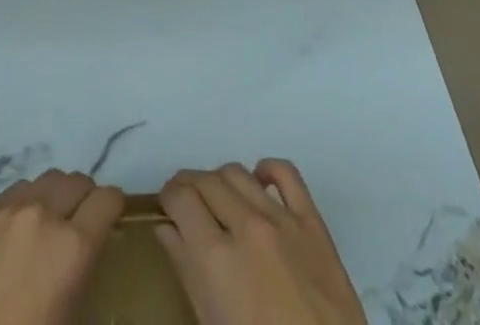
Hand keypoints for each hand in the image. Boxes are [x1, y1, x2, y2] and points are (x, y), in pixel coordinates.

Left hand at [0, 168, 123, 324]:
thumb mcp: (71, 315)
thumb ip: (84, 269)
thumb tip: (89, 248)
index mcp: (73, 246)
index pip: (108, 199)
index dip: (113, 208)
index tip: (111, 220)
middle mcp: (44, 214)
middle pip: (78, 180)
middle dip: (85, 199)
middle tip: (80, 224)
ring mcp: (10, 208)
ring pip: (47, 179)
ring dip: (55, 196)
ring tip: (48, 224)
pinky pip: (16, 190)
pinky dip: (25, 202)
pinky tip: (17, 230)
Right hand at [157, 160, 365, 324]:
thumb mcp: (212, 324)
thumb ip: (187, 271)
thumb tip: (167, 229)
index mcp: (216, 259)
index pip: (180, 198)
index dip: (168, 198)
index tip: (167, 207)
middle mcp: (246, 227)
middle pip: (206, 180)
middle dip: (189, 187)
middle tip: (187, 204)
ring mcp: (281, 220)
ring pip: (237, 172)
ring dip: (221, 181)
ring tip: (220, 200)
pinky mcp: (312, 222)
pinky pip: (286, 173)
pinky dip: (267, 170)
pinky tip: (259, 182)